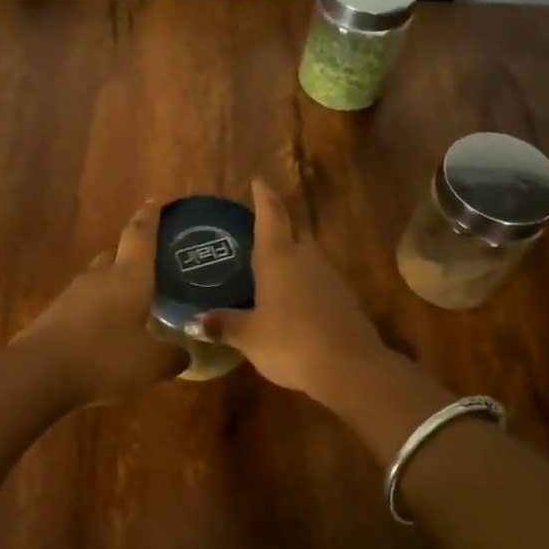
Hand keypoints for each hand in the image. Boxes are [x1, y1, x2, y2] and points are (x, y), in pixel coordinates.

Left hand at [16, 201, 186, 405]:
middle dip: (131, 257)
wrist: (39, 374)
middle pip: (115, 255)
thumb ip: (173, 355)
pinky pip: (82, 305)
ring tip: (130, 304)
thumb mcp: (151, 363)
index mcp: (129, 276)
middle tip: (149, 267)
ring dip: (113, 287)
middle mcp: (100, 277)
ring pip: (98, 280)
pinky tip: (105, 332)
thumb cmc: (105, 358)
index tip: (155, 202)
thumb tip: (185, 352)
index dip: (150, 217)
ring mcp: (73, 294)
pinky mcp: (54, 315)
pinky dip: (96, 311)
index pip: (141, 235)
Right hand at [195, 179, 384, 399]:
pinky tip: (292, 301)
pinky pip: (318, 282)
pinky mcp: (344, 299)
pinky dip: (304, 284)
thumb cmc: (290, 341)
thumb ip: (224, 324)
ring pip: (307, 258)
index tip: (259, 180)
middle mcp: (306, 258)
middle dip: (277, 228)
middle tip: (257, 230)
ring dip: (291, 258)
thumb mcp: (248, 336)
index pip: (270, 216)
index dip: (263, 197)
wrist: (350, 367)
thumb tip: (198, 320)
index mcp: (278, 257)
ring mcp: (329, 277)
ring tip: (270, 269)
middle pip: (292, 233)